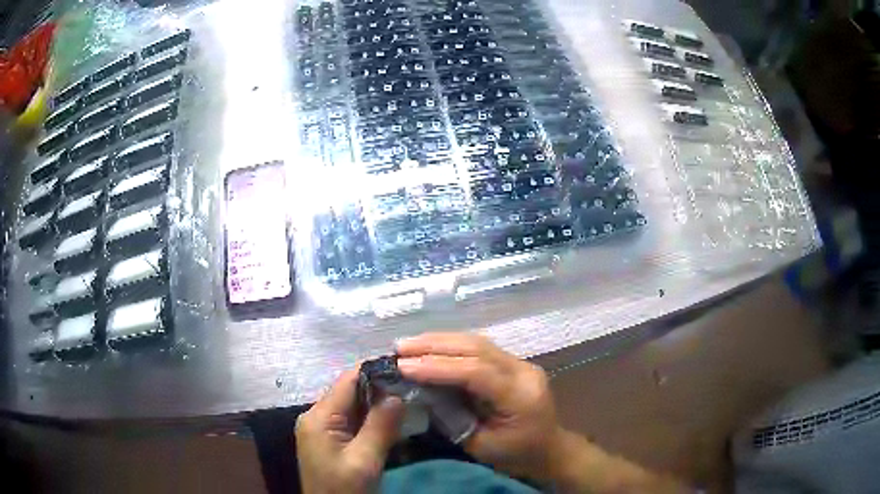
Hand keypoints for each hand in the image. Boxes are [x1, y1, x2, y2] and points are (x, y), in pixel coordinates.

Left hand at [296, 370, 403, 493]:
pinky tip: (391, 423)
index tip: (406, 372)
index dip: (376, 373)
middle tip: (412, 391)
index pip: (348, 381)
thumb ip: (380, 426)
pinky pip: (350, 421)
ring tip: (407, 403)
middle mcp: (315, 416)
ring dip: (377, 406)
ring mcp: (320, 428)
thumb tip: (397, 395)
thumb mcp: (365, 460)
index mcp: (319, 417)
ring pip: (352, 406)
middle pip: (350, 392)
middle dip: (380, 390)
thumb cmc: (344, 489)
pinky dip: (370, 420)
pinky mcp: (328, 439)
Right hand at [396, 333, 565, 480]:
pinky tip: (430, 347)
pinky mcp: (514, 363)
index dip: (437, 366)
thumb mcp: (480, 445)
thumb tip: (422, 390)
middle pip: (477, 348)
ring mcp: (521, 363)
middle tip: (400, 347)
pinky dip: (452, 346)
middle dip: (434, 345)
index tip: (403, 366)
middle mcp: (524, 371)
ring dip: (440, 341)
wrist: (548, 450)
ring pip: (478, 342)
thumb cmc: (515, 455)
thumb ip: (453, 417)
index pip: (476, 372)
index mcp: (520, 396)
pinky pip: (480, 349)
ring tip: (409, 344)